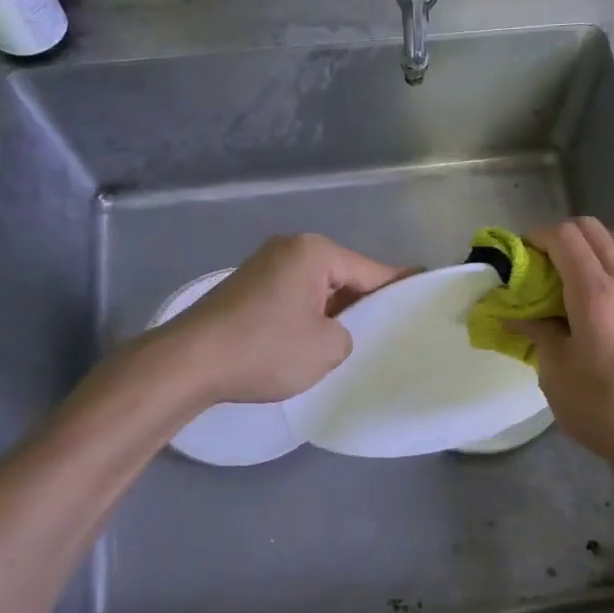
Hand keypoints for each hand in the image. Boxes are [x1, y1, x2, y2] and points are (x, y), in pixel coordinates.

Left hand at [161, 234, 412, 405]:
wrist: (189, 363)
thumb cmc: (266, 348)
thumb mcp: (328, 348)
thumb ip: (348, 334)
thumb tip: (333, 331)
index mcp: (314, 252)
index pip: (370, 270)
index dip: (399, 285)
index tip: (424, 286)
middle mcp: (289, 249)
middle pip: (343, 275)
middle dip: (363, 301)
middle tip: (389, 327)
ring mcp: (263, 267)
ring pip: (317, 289)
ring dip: (333, 312)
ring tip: (354, 340)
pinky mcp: (245, 290)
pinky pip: (292, 298)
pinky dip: (307, 316)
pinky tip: (313, 341)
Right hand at [508, 218, 613, 474]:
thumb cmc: (602, 407)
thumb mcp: (556, 373)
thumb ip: (537, 333)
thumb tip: (515, 315)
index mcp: (595, 293)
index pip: (565, 237)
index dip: (538, 236)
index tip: (521, 255)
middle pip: (594, 230)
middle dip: (563, 236)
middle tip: (542, 263)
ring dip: (592, 246)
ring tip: (574, 275)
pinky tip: (604, 296)